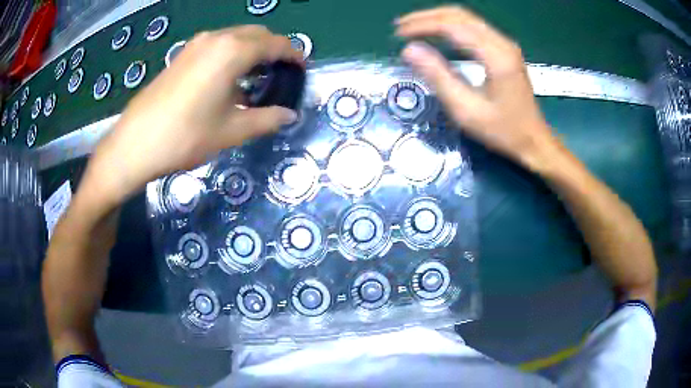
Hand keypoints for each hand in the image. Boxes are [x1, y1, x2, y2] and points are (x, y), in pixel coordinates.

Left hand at [86, 26, 302, 204]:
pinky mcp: (182, 54)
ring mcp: (196, 44)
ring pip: (236, 36)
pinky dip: (231, 53)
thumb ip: (266, 119)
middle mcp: (216, 39)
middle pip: (256, 34)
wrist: (135, 144)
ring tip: (256, 76)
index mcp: (233, 51)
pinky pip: (217, 44)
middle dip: (274, 49)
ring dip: (252, 50)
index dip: (293, 55)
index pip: (275, 44)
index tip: (302, 68)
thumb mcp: (231, 130)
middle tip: (281, 73)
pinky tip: (228, 78)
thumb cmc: (185, 136)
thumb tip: (290, 116)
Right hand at [396, 6, 559, 170]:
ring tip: (413, 27)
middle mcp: (502, 42)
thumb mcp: (467, 110)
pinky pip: (474, 27)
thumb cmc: (503, 130)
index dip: (422, 25)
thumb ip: (438, 77)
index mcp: (495, 55)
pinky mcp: (505, 49)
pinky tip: (437, 34)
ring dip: (438, 19)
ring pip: (466, 18)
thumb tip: (408, 50)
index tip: (399, 34)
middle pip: (459, 15)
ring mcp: (505, 44)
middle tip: (401, 27)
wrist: (534, 141)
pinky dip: (451, 26)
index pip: (452, 26)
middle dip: (427, 17)